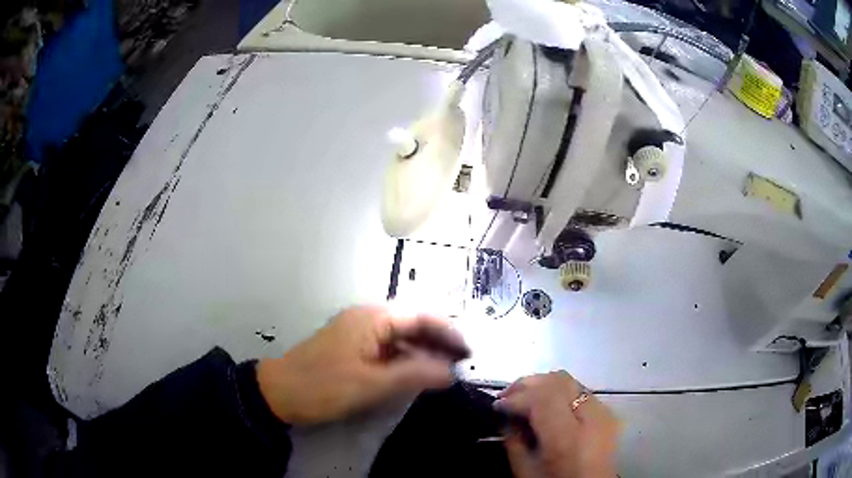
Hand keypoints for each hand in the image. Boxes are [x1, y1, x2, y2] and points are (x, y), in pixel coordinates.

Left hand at [256, 305, 468, 424]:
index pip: (421, 318)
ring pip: (401, 339)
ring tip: (446, 371)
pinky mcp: (353, 348)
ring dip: (423, 353)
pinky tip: (417, 375)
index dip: (448, 333)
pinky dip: (405, 360)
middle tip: (461, 364)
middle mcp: (368, 319)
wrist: (279, 393)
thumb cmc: (323, 386)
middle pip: (412, 326)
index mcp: (373, 318)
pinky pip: (388, 350)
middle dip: (438, 343)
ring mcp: (359, 333)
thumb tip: (451, 371)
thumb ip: (414, 375)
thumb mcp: (372, 384)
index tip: (468, 351)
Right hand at [494, 371, 619, 477]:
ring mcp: (603, 412)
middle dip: (528, 384)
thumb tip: (506, 414)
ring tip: (523, 397)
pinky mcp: (607, 412)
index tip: (498, 405)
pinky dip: (557, 391)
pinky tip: (544, 403)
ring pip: (570, 381)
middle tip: (506, 396)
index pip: (542, 398)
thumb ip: (514, 440)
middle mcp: (591, 418)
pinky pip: (579, 391)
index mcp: (568, 438)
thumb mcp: (525, 470)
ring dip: (542, 384)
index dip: (517, 396)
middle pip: (558, 381)